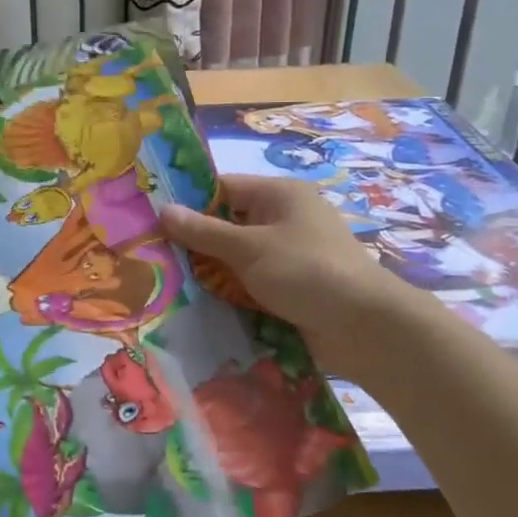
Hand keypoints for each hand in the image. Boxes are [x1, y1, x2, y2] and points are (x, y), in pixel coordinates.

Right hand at [162, 175, 419, 381]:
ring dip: (210, 271)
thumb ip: (204, 231)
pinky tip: (197, 304)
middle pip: (227, 224)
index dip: (189, 201)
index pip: (222, 188)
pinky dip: (229, 292)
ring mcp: (288, 256)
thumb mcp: (249, 248)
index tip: (152, 218)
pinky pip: (250, 283)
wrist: (365, 328)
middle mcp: (283, 220)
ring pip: (236, 258)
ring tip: (165, 281)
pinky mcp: (290, 288)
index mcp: (278, 195)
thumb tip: (163, 210)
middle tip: (152, 254)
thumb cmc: (307, 271)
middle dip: (194, 241)